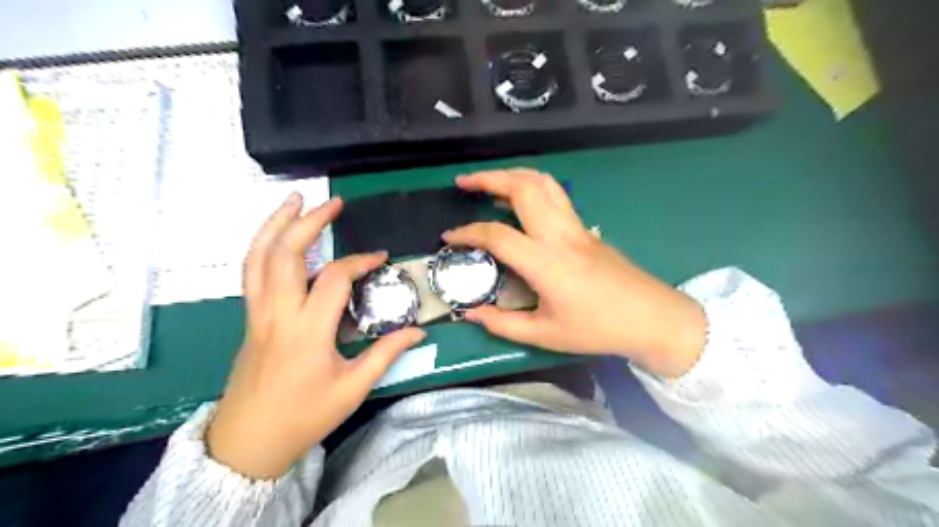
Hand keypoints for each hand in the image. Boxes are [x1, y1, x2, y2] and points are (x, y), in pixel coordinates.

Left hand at [208, 193, 426, 481]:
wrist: (249, 441)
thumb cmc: (304, 416)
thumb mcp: (353, 388)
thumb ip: (386, 353)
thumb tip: (418, 331)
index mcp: (308, 331)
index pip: (335, 279)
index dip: (360, 261)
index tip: (380, 258)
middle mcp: (278, 314)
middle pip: (285, 254)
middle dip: (308, 222)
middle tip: (332, 203)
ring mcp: (257, 314)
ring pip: (257, 257)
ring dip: (275, 224)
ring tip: (293, 199)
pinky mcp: (249, 318)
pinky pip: (251, 272)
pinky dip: (262, 245)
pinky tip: (275, 236)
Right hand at [445, 168, 703, 379]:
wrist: (652, 317)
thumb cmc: (598, 329)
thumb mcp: (545, 335)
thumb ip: (502, 324)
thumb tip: (470, 313)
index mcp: (546, 261)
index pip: (497, 235)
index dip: (468, 233)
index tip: (449, 237)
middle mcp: (560, 234)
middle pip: (523, 187)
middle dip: (489, 177)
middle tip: (464, 181)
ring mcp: (576, 226)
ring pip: (543, 182)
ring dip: (513, 175)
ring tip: (490, 182)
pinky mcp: (586, 228)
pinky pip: (555, 195)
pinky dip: (531, 186)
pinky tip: (520, 201)